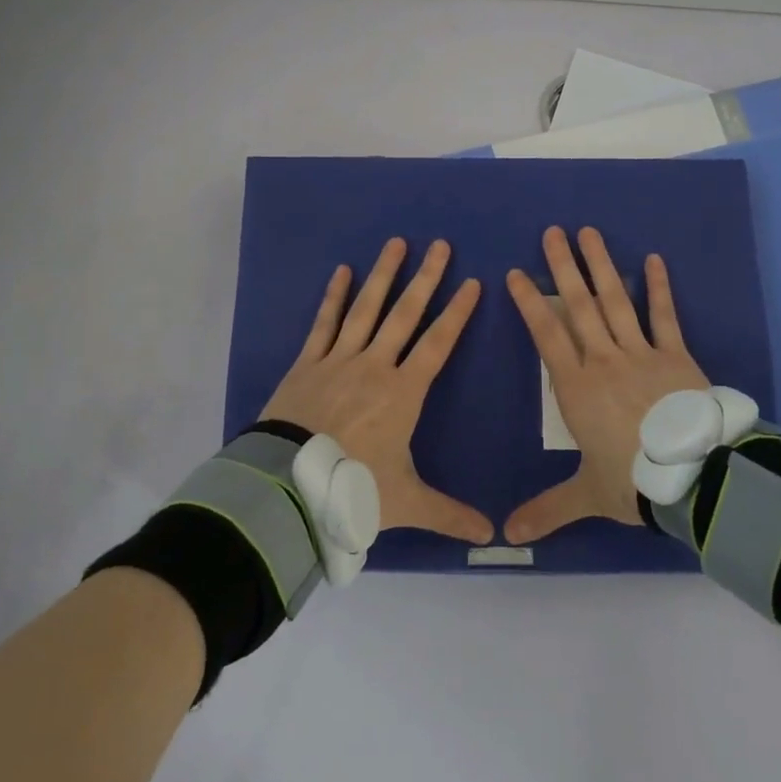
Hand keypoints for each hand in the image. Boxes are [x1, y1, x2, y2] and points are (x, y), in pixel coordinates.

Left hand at [261, 238, 493, 543]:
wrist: (288, 483)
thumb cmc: (352, 487)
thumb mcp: (405, 503)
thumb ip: (449, 515)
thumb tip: (493, 537)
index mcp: (403, 392)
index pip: (438, 344)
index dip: (457, 313)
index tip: (473, 283)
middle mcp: (375, 366)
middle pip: (405, 314)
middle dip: (426, 279)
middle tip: (440, 246)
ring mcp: (339, 359)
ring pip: (366, 308)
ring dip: (383, 275)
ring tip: (397, 243)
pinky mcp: (308, 362)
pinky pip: (324, 322)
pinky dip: (334, 296)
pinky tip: (341, 271)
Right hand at [503, 226, 709, 543]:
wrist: (695, 479)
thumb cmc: (632, 480)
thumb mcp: (585, 494)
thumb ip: (546, 510)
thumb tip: (505, 537)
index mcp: (576, 386)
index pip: (546, 334)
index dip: (529, 302)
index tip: (515, 273)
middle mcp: (604, 360)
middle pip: (579, 306)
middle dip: (563, 267)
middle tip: (552, 232)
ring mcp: (641, 353)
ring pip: (616, 301)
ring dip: (601, 265)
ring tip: (588, 232)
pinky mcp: (676, 356)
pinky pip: (665, 317)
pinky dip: (659, 289)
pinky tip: (653, 260)